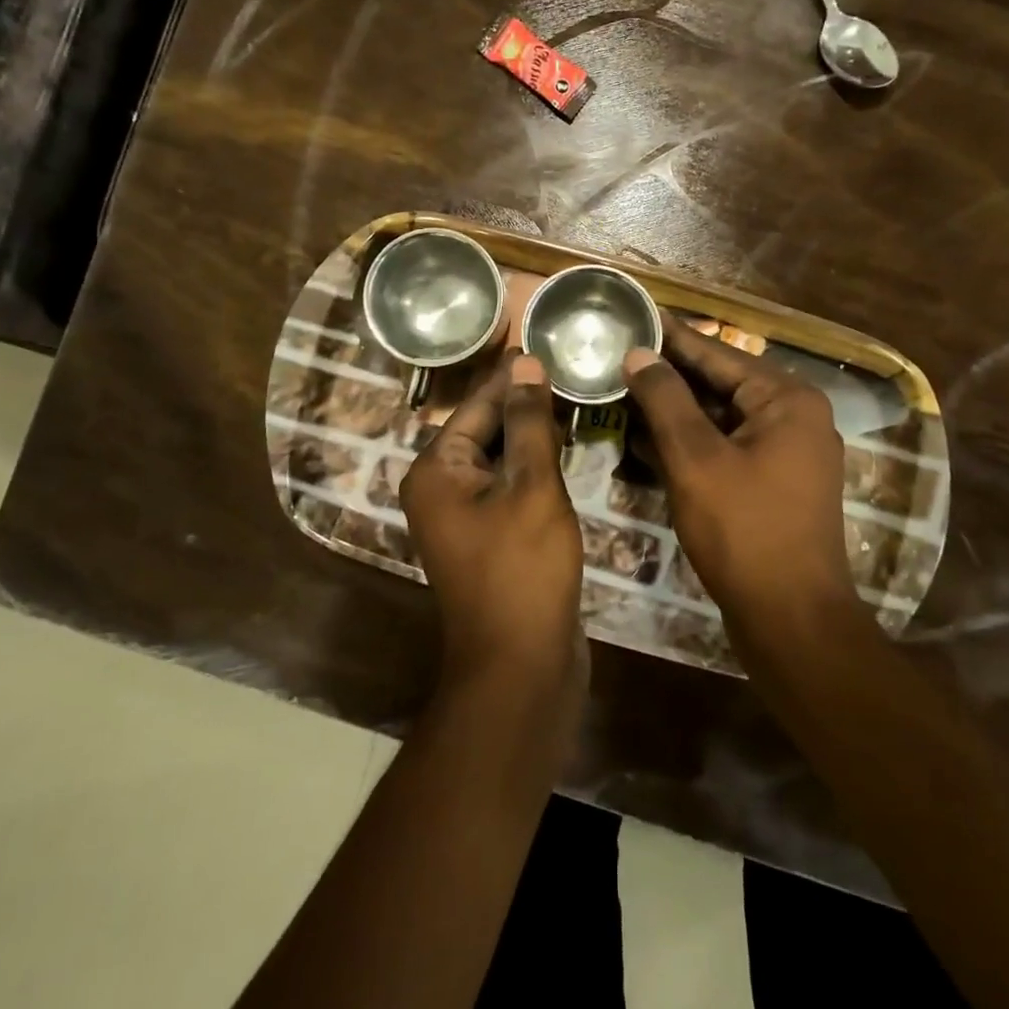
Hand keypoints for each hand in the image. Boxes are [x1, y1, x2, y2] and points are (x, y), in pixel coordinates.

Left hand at [401, 351, 585, 702]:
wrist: (521, 666)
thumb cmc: (523, 570)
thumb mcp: (531, 487)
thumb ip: (528, 423)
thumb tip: (525, 364)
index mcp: (435, 471)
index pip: (476, 405)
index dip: (511, 375)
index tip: (541, 342)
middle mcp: (439, 489)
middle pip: (484, 430)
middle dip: (523, 402)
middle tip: (567, 366)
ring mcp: (462, 517)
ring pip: (499, 460)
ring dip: (532, 434)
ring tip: (573, 396)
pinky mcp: (488, 538)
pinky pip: (508, 488)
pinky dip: (534, 468)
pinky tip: (566, 448)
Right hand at [622, 320, 852, 627]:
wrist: (791, 619)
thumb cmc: (744, 531)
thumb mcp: (696, 459)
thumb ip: (665, 400)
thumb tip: (639, 353)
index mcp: (786, 399)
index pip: (717, 353)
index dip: (670, 336)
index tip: (632, 315)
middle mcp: (794, 417)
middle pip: (719, 384)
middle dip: (667, 376)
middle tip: (616, 355)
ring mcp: (786, 452)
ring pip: (720, 418)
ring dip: (673, 411)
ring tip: (621, 391)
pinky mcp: (773, 482)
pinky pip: (725, 448)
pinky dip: (689, 443)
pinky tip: (645, 439)